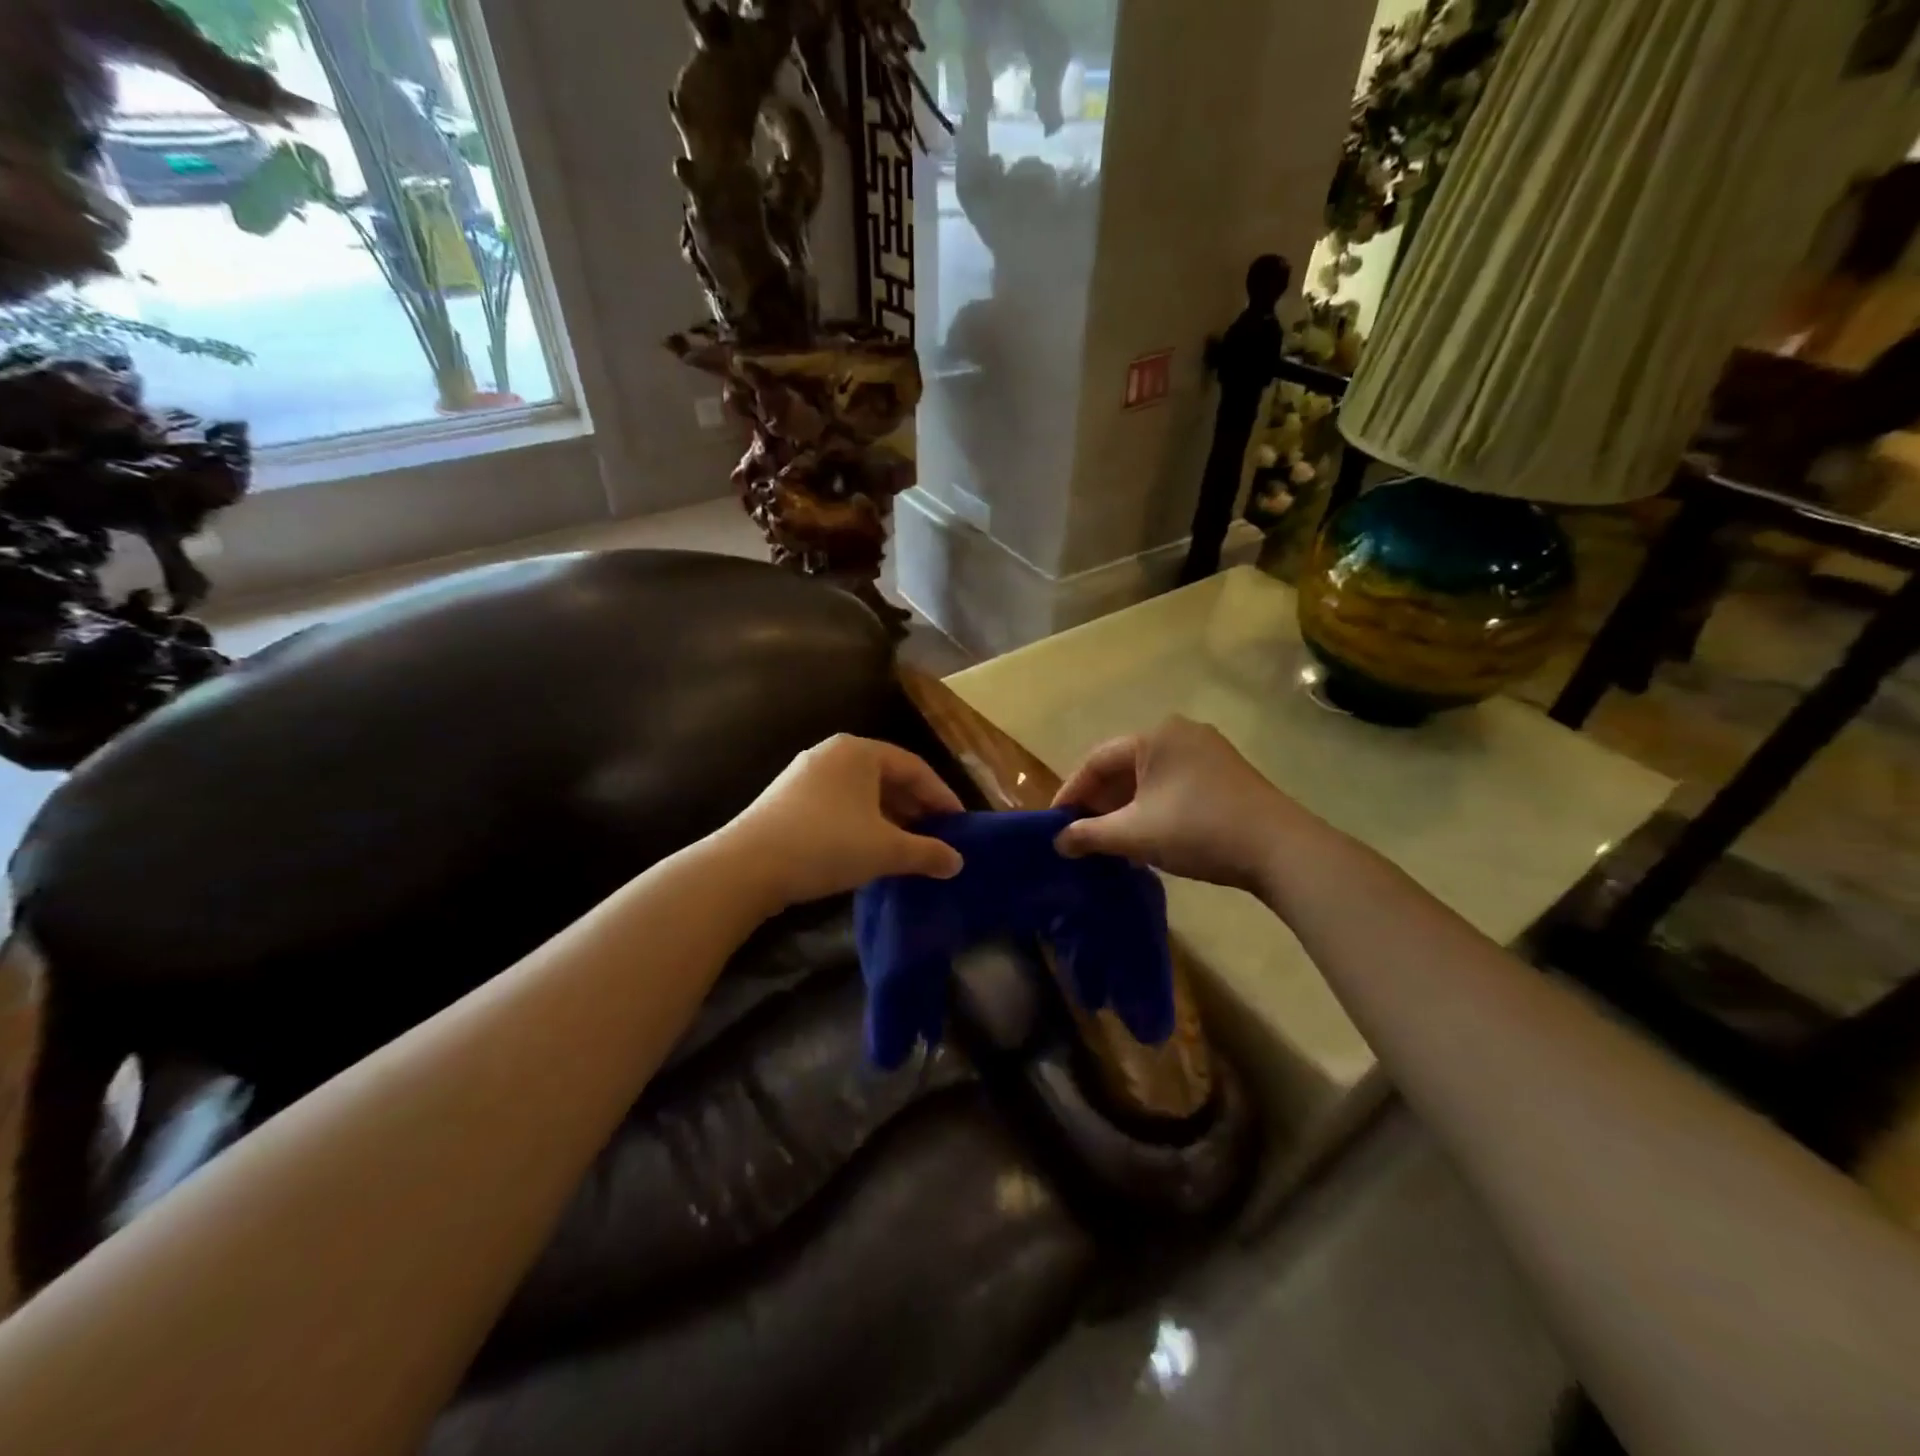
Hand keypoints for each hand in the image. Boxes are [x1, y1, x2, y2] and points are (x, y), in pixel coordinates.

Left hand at [718, 735, 965, 911]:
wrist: (747, 866)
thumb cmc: (827, 844)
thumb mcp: (886, 849)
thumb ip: (927, 853)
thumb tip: (957, 863)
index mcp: (859, 752)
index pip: (914, 767)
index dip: (942, 796)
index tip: (959, 825)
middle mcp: (832, 754)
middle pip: (887, 777)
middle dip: (915, 807)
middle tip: (937, 836)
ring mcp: (805, 775)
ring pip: (861, 793)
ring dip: (889, 818)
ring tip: (907, 847)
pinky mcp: (787, 799)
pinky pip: (839, 804)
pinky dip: (861, 823)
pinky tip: (868, 850)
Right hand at [1052, 716, 1308, 892]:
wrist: (1280, 849)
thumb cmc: (1198, 830)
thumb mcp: (1134, 834)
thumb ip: (1089, 835)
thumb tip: (1059, 842)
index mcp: (1155, 736)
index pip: (1097, 760)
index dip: (1071, 792)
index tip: (1055, 822)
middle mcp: (1181, 733)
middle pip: (1124, 766)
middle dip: (1099, 802)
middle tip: (1081, 833)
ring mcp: (1208, 752)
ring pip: (1150, 777)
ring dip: (1126, 808)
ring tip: (1110, 839)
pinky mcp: (1226, 774)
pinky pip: (1174, 784)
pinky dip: (1153, 807)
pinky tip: (1147, 836)